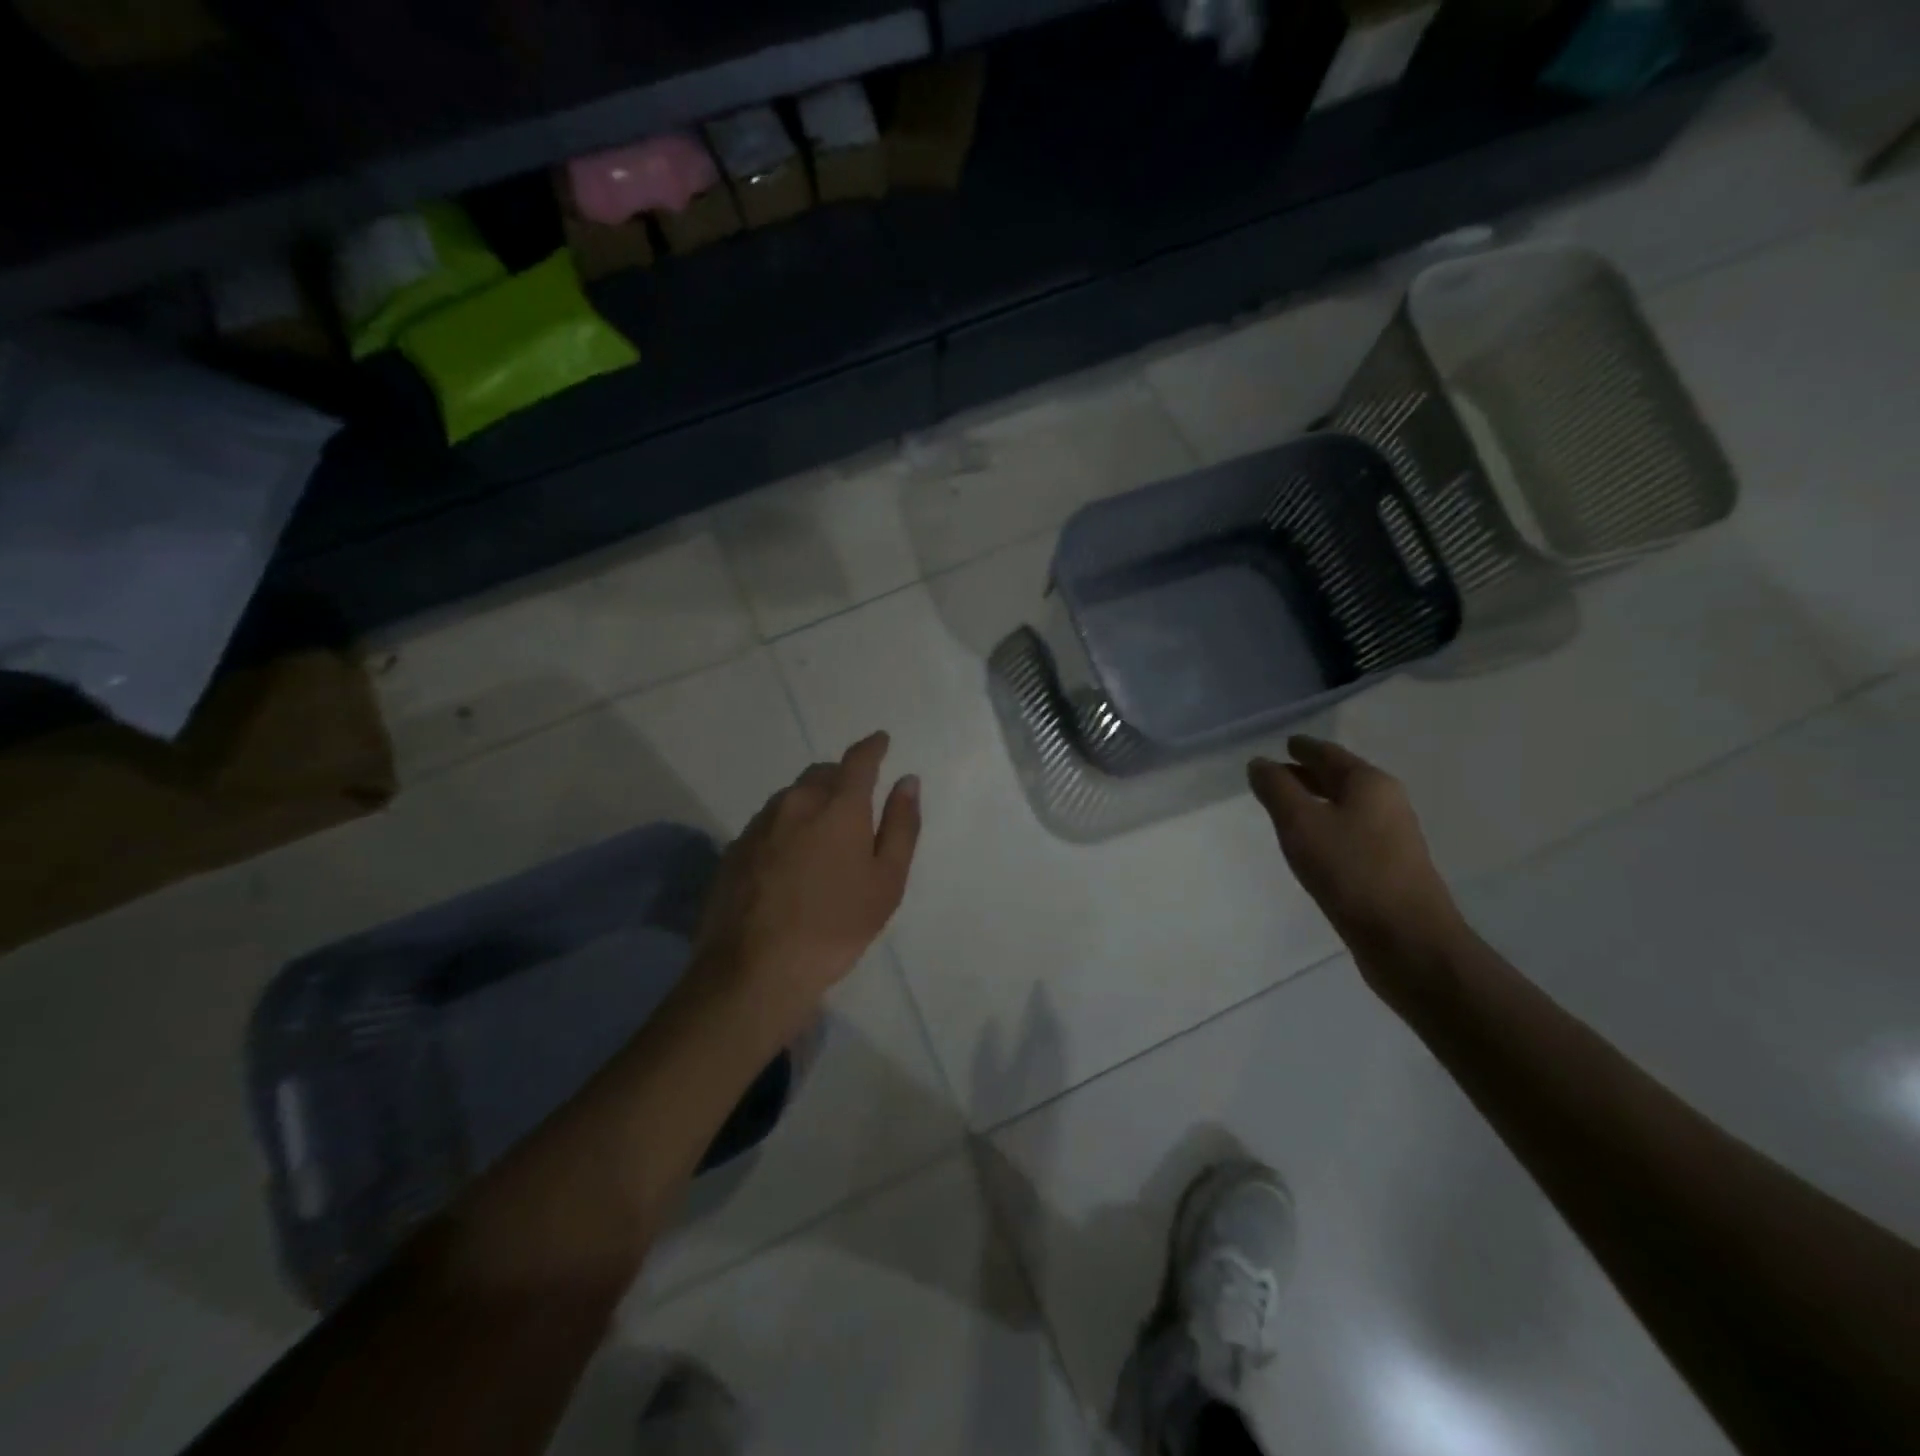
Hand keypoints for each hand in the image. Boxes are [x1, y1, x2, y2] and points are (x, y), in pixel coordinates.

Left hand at [692, 732, 920, 1032]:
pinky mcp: (734, 848)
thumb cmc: (835, 926)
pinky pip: (769, 823)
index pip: (858, 760)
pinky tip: (790, 862)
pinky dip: (786, 828)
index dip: (872, 747)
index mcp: (838, 806)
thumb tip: (907, 781)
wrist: (754, 969)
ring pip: (792, 797)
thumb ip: (901, 826)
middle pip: (821, 774)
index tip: (881, 741)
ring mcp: (759, 824)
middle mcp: (795, 803)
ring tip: (822, 838)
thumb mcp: (886, 881)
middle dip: (841, 777)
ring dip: (811, 803)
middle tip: (855, 802)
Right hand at [1249, 736, 1465, 1001]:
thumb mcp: (1300, 824)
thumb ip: (1276, 789)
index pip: (1329, 754)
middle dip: (1309, 774)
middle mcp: (1387, 803)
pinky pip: (1352, 833)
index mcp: (1370, 784)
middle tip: (1277, 773)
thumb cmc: (1351, 872)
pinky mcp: (1391, 868)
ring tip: (1288, 808)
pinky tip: (1313, 844)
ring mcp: (1393, 837)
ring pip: (1348, 807)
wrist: (1407, 940)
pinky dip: (1329, 827)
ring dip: (1318, 802)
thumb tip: (1260, 763)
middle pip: (1342, 779)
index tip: (1285, 743)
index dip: (1304, 748)